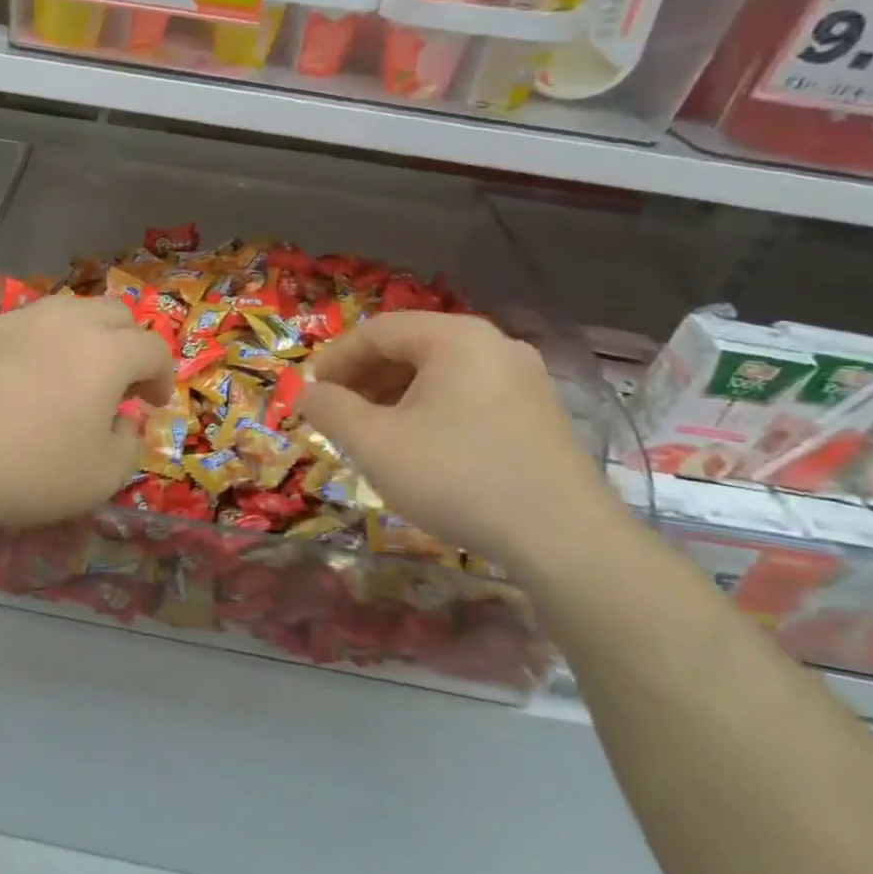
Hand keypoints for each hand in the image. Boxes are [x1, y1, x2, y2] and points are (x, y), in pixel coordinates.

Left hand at [0, 295, 173, 537]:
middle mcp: (66, 321)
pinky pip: (24, 325)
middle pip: (114, 314)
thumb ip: (130, 443)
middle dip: (128, 344)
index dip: (162, 375)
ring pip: (67, 311)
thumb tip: (124, 422)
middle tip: (119, 383)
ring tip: (70, 375)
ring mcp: (19, 319)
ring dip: (83, 337)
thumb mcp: (102, 476)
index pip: (153, 347)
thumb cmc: (32, 469)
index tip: (153, 403)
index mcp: (106, 351)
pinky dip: (38, 344)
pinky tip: (21, 378)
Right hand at [297, 311, 622, 573]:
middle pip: (410, 347)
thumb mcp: (375, 443)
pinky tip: (418, 448)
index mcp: (455, 338)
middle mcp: (494, 345)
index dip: (335, 359)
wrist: (566, 542)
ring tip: (370, 434)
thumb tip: (306, 393)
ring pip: (439, 374)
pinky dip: (429, 411)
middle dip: (363, 379)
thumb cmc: (458, 478)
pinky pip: (467, 396)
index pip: (378, 331)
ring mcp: (523, 379)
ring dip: (394, 397)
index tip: (310, 393)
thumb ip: (330, 409)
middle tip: (335, 413)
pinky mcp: (538, 414)